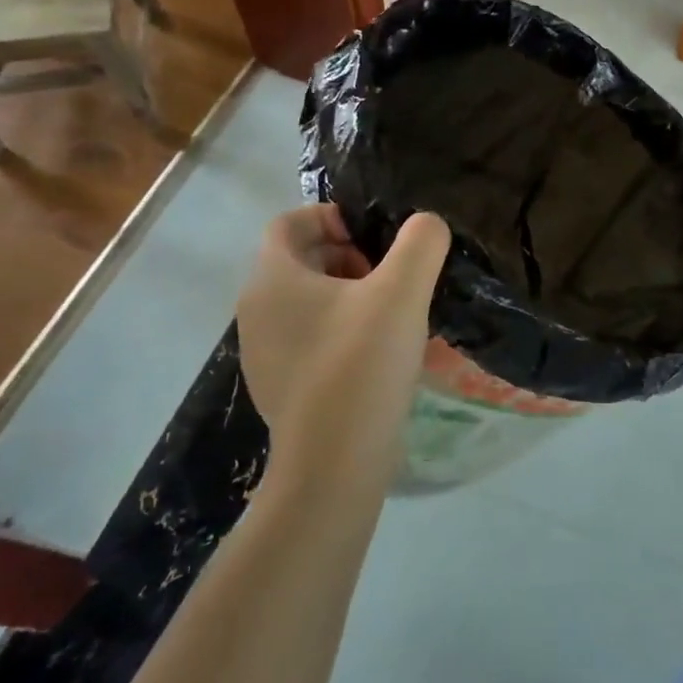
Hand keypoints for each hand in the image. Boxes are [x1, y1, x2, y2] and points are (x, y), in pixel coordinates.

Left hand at [236, 205, 450, 487]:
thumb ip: (421, 243)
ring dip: (345, 293)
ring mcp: (263, 352)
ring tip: (389, 313)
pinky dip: (338, 328)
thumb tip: (427, 224)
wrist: (333, 466)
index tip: (372, 238)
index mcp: (272, 279)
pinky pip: (307, 336)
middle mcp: (255, 311)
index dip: (330, 217)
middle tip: (387, 275)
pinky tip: (375, 352)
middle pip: (298, 260)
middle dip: (345, 255)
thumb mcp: (403, 291)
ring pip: (304, 299)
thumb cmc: (361, 365)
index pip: (288, 223)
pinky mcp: (279, 385)